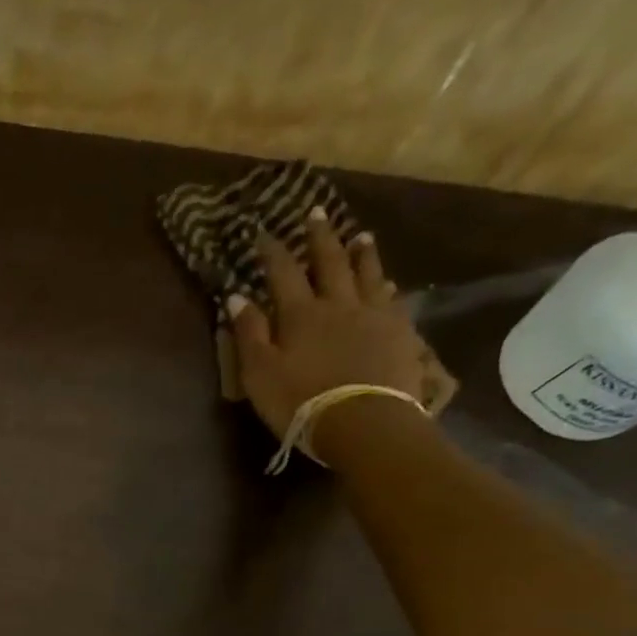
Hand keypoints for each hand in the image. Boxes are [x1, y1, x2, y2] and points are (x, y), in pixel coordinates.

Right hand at [226, 213, 427, 445]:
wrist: (364, 422)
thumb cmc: (301, 401)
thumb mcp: (260, 373)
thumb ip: (249, 334)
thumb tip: (236, 297)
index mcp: (300, 314)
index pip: (282, 273)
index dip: (272, 251)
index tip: (262, 233)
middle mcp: (338, 304)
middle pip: (329, 262)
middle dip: (319, 237)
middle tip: (316, 213)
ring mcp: (373, 315)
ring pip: (367, 273)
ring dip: (361, 253)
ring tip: (359, 236)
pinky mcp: (399, 333)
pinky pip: (391, 300)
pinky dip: (385, 286)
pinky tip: (388, 282)